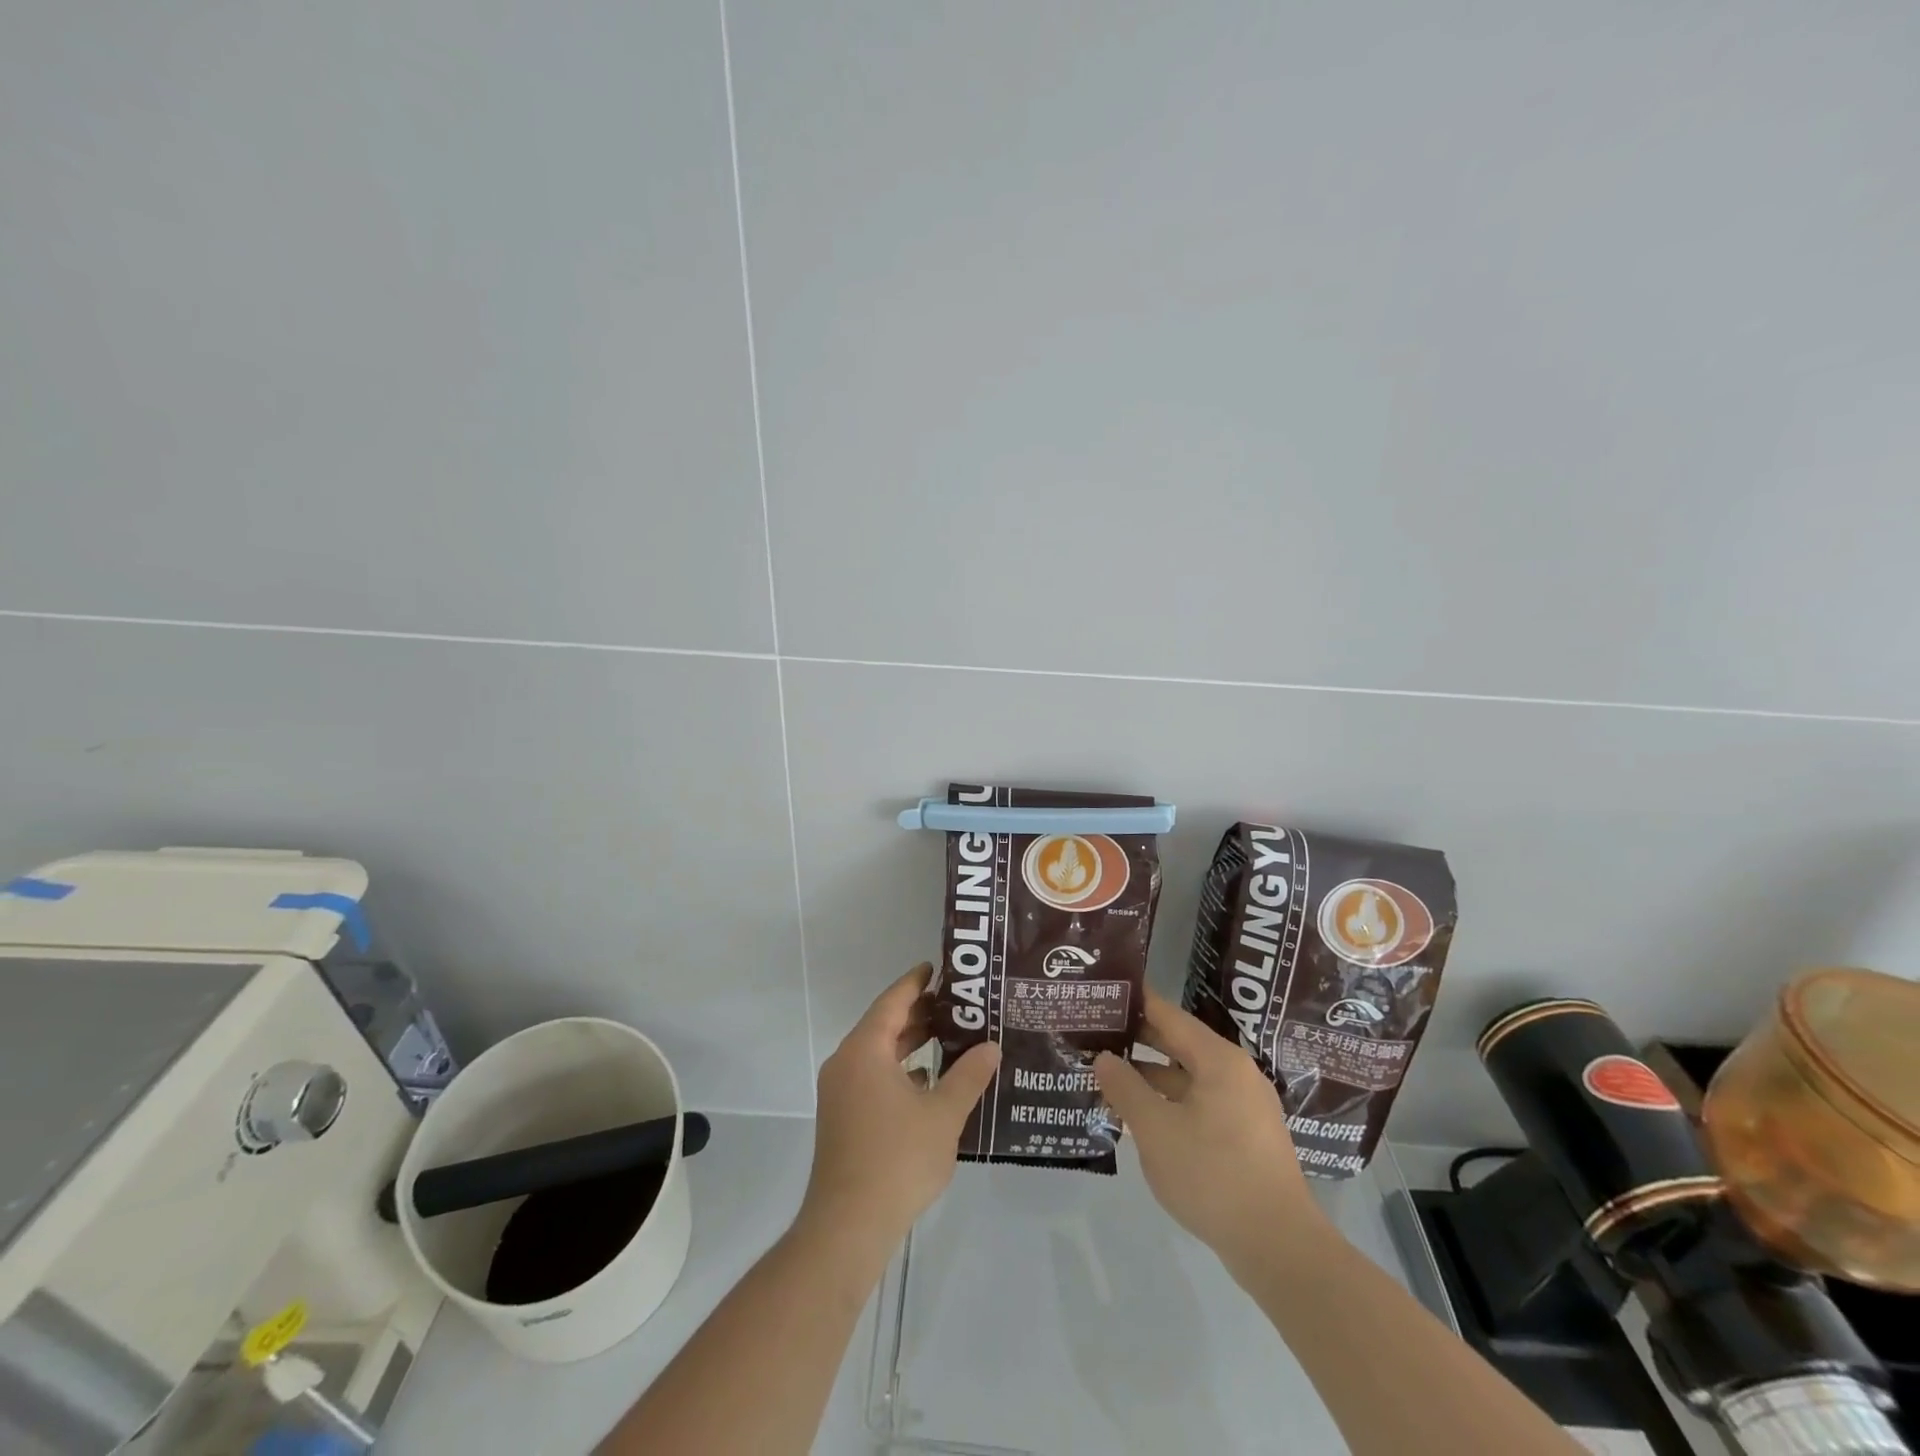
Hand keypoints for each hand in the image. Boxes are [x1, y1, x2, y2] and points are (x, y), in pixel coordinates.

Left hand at [799, 964, 999, 1254]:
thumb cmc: (897, 1159)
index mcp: (865, 1050)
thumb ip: (969, 1075)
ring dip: (910, 1043)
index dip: (916, 983)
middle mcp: (846, 1063)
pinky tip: (928, 1081)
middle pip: (884, 1024)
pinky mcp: (842, 1117)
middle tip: (956, 1005)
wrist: (848, 1226)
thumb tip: (991, 1047)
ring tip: (949, 1037)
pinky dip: (899, 1070)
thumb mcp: (943, 1114)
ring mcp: (840, 1092)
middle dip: (918, 1013)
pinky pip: (873, 1077)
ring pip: (878, 1053)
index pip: (892, 1001)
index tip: (938, 968)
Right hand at [1094, 989, 1331, 1276]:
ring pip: (1188, 1076)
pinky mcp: (1246, 1135)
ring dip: (1150, 1075)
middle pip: (1179, 1042)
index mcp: (1218, 1059)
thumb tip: (1103, 1058)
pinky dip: (1170, 1101)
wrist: (1279, 1248)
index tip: (1102, 993)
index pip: (1168, 1014)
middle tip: (1096, 1034)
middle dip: (1137, 1039)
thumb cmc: (1213, 1176)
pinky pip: (1200, 1102)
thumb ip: (1125, 1088)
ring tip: (1108, 1076)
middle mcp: (1236, 1072)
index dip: (1134, 1002)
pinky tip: (1142, 1116)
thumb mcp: (1156, 1130)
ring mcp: (1245, 1105)